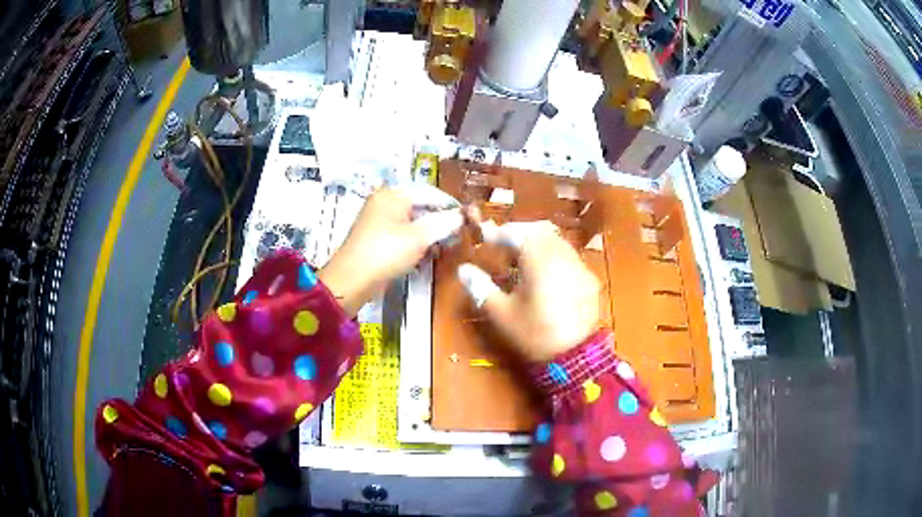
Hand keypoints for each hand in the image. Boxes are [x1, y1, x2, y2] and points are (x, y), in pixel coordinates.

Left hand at [319, 186, 462, 316]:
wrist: (352, 281)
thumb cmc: (385, 253)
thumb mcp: (419, 237)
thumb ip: (443, 223)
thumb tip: (462, 216)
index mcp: (393, 195)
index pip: (430, 192)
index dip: (450, 205)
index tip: (469, 219)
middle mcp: (385, 202)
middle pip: (421, 206)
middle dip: (440, 221)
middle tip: (458, 235)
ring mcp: (380, 221)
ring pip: (413, 222)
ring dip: (430, 233)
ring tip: (445, 247)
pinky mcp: (378, 238)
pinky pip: (404, 234)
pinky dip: (417, 242)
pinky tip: (427, 254)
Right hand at [458, 219, 600, 361]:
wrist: (576, 357)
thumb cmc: (534, 333)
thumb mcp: (501, 313)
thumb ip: (481, 287)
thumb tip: (464, 270)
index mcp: (539, 259)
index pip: (517, 233)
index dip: (498, 233)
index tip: (484, 236)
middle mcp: (562, 255)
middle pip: (540, 232)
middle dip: (520, 233)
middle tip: (502, 245)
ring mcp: (580, 267)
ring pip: (557, 243)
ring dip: (538, 244)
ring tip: (521, 259)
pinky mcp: (590, 281)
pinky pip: (569, 258)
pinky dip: (553, 257)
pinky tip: (544, 275)